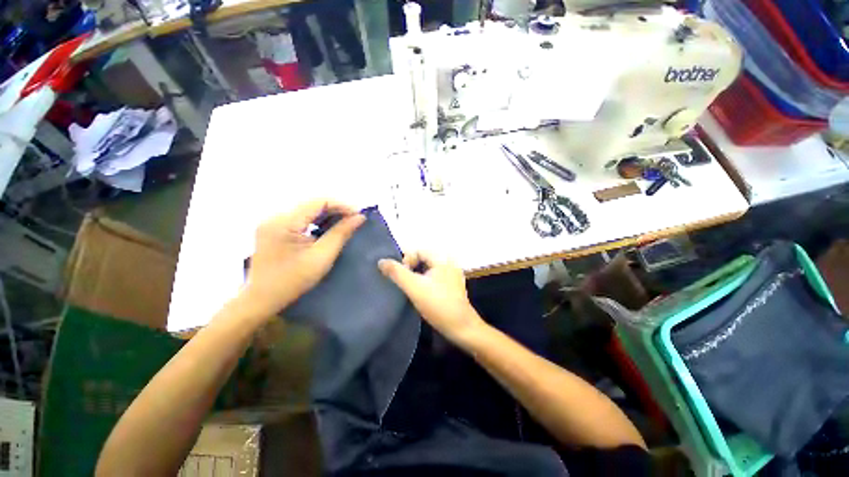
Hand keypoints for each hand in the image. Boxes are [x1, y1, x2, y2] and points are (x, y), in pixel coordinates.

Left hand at [242, 199, 364, 317]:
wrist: (261, 299)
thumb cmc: (293, 281)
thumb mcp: (322, 256)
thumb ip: (341, 233)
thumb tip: (359, 217)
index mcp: (285, 222)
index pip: (318, 201)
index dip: (342, 205)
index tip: (358, 216)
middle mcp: (275, 216)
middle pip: (312, 204)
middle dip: (336, 210)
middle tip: (354, 221)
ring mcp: (272, 222)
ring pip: (306, 210)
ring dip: (327, 215)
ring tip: (344, 224)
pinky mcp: (273, 228)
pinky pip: (299, 218)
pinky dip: (316, 221)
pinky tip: (326, 229)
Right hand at [378, 252, 486, 346]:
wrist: (461, 327)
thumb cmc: (438, 304)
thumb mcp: (414, 287)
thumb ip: (396, 273)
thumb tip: (381, 261)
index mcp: (442, 258)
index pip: (418, 251)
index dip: (406, 262)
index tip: (403, 278)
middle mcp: (449, 262)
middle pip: (423, 259)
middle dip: (412, 269)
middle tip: (407, 285)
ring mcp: (453, 274)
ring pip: (429, 269)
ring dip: (418, 276)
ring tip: (413, 290)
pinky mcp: (454, 285)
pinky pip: (436, 277)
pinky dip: (426, 282)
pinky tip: (424, 295)